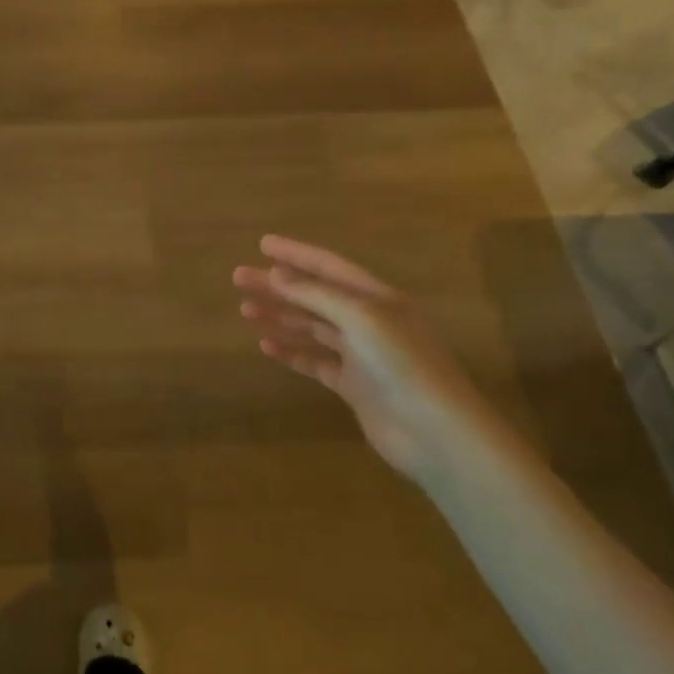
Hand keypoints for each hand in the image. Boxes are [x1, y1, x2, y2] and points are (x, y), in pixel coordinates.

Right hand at [233, 235, 518, 489]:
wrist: (433, 430)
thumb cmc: (402, 363)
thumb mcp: (361, 317)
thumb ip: (318, 295)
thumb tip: (277, 275)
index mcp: (377, 298)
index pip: (329, 267)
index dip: (296, 254)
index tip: (262, 244)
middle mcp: (369, 322)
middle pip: (315, 296)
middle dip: (277, 286)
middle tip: (239, 277)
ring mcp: (360, 355)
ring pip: (311, 328)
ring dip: (279, 316)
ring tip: (245, 310)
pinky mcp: (353, 386)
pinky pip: (314, 362)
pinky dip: (290, 352)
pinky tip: (266, 345)